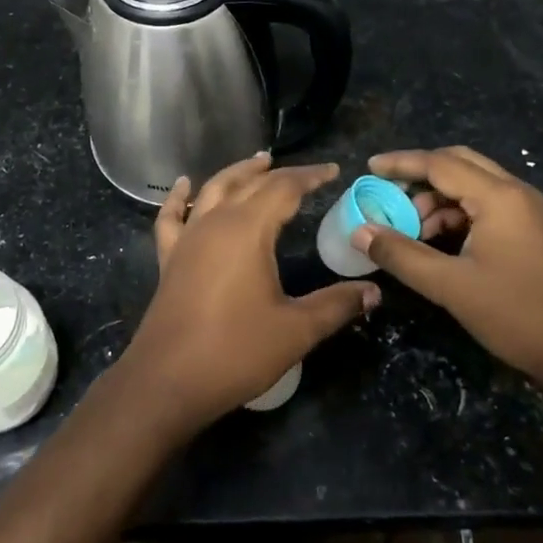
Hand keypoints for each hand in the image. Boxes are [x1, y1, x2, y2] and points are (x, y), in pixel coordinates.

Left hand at [114, 152, 378, 435]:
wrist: (168, 379)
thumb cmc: (236, 351)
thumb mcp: (296, 330)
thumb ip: (336, 305)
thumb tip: (373, 291)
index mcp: (248, 229)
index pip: (284, 188)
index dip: (310, 176)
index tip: (333, 171)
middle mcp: (215, 222)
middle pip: (249, 184)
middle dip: (279, 173)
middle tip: (305, 172)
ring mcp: (188, 238)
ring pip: (212, 190)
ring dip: (236, 174)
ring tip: (256, 163)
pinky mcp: (169, 258)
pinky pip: (172, 216)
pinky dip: (178, 197)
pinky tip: (184, 185)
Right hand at [352, 146, 542, 392]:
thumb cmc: (517, 314)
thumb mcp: (451, 286)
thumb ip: (402, 255)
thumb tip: (359, 232)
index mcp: (499, 197)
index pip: (440, 164)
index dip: (401, 163)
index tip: (368, 168)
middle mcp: (516, 193)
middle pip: (459, 163)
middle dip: (420, 174)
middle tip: (388, 192)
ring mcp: (529, 213)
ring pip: (473, 185)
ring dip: (438, 198)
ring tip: (411, 228)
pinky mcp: (533, 233)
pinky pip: (487, 206)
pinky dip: (457, 214)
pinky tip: (439, 241)